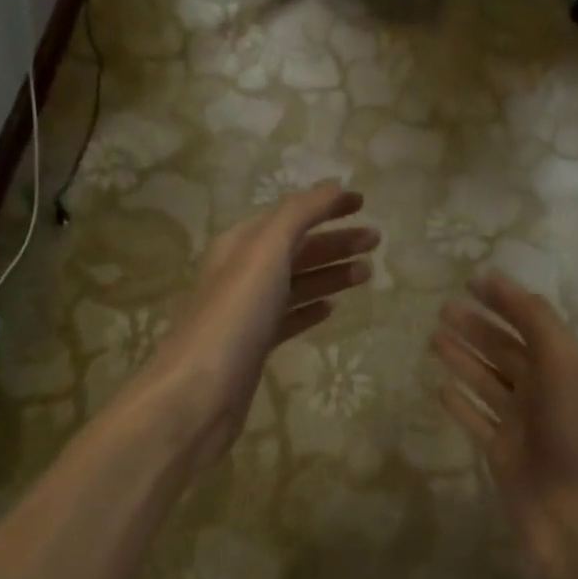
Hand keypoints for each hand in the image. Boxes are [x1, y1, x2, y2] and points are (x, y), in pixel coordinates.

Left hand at [143, 183, 376, 468]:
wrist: (201, 391)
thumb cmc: (235, 315)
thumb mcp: (266, 252)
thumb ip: (299, 215)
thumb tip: (333, 187)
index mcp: (240, 244)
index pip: (289, 215)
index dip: (324, 206)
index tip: (363, 203)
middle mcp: (241, 273)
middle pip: (295, 249)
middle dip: (335, 241)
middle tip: (376, 241)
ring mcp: (247, 312)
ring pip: (296, 284)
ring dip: (330, 274)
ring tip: (366, 273)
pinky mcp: (254, 346)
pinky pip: (288, 319)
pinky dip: (311, 308)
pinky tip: (331, 309)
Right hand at [431, 274, 577, 578]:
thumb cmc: (574, 434)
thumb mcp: (564, 364)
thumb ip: (537, 323)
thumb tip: (503, 285)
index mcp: (562, 367)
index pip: (529, 323)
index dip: (503, 301)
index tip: (472, 281)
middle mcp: (541, 391)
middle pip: (504, 351)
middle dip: (476, 328)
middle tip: (442, 309)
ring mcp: (519, 424)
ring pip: (486, 382)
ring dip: (462, 359)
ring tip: (433, 339)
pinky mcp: (499, 454)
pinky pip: (475, 420)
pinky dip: (459, 403)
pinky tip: (439, 387)